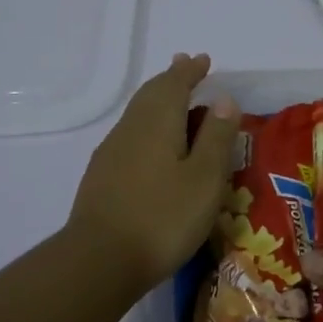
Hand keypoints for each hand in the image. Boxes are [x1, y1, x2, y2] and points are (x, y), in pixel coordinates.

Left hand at [67, 53, 241, 290]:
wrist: (99, 260)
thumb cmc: (163, 216)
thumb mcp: (205, 178)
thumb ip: (216, 136)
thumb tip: (223, 98)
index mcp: (158, 121)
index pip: (175, 83)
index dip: (191, 71)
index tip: (204, 60)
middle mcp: (131, 128)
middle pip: (151, 93)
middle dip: (171, 79)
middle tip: (187, 67)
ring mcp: (112, 152)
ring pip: (138, 112)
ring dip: (157, 99)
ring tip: (173, 98)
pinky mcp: (102, 175)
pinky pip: (130, 133)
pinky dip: (146, 123)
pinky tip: (151, 142)